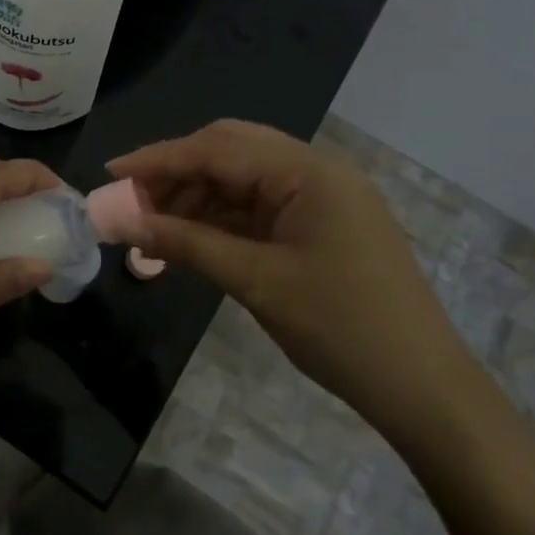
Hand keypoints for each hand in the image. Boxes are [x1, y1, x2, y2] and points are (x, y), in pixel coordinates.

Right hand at [108, 120, 476, 440]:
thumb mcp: (255, 282)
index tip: (111, 171)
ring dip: (197, 197)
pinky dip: (222, 218)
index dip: (159, 158)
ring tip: (154, 228)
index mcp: (308, 171)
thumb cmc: (340, 328)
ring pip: (244, 180)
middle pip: (230, 151)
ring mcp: (323, 197)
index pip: (218, 148)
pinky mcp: (323, 224)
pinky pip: (261, 207)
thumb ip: (187, 243)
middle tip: (133, 200)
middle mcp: (316, 170)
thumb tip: (125, 222)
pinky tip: (192, 238)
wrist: (423, 387)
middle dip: (177, 172)